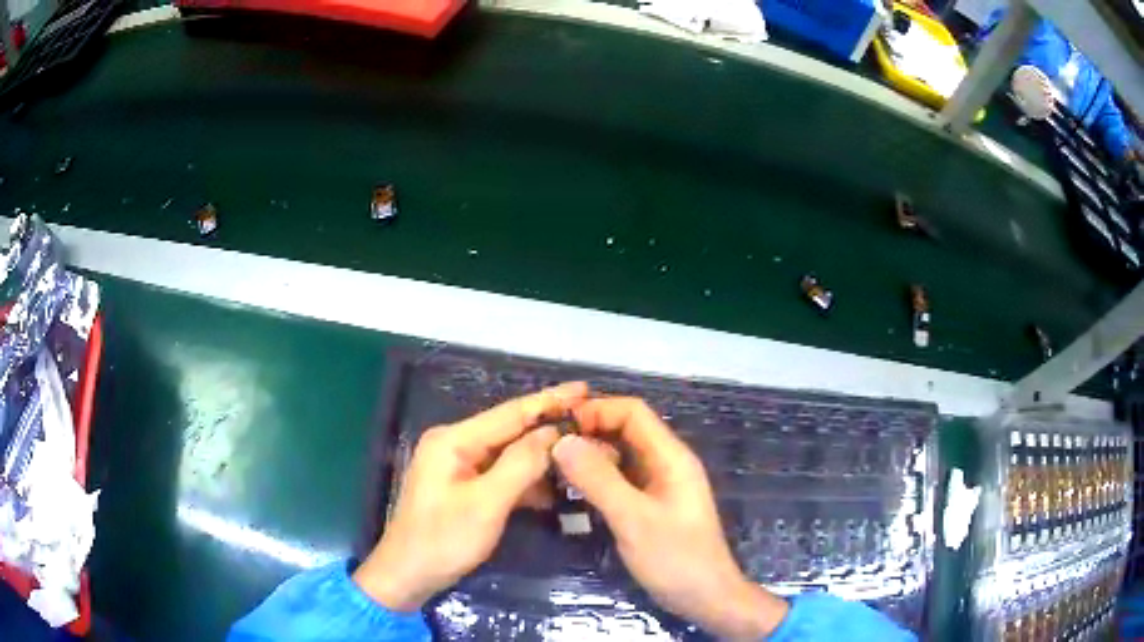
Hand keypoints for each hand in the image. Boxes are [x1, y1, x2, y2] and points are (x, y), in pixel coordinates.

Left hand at [353, 382, 588, 610]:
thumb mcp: (486, 504)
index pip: (510, 413)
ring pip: (509, 454)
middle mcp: (455, 444)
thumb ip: (520, 464)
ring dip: (542, 457)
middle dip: (549, 427)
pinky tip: (554, 487)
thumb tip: (554, 433)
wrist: (408, 575)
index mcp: (454, 440)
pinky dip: (527, 479)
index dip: (549, 400)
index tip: (585, 389)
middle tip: (592, 422)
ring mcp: (458, 466)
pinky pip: (501, 474)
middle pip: (510, 430)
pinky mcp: (464, 487)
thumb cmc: (443, 540)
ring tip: (582, 455)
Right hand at [553, 398, 789, 640]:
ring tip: (553, 468)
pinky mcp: (650, 506)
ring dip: (590, 457)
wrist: (705, 597)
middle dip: (588, 433)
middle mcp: (665, 463)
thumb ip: (598, 479)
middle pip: (625, 431)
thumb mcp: (633, 519)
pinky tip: (573, 491)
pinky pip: (620, 481)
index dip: (596, 410)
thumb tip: (561, 441)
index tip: (557, 425)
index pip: (633, 412)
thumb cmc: (675, 558)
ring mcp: (659, 486)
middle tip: (547, 448)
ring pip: (620, 457)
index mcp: (670, 456)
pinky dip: (597, 479)